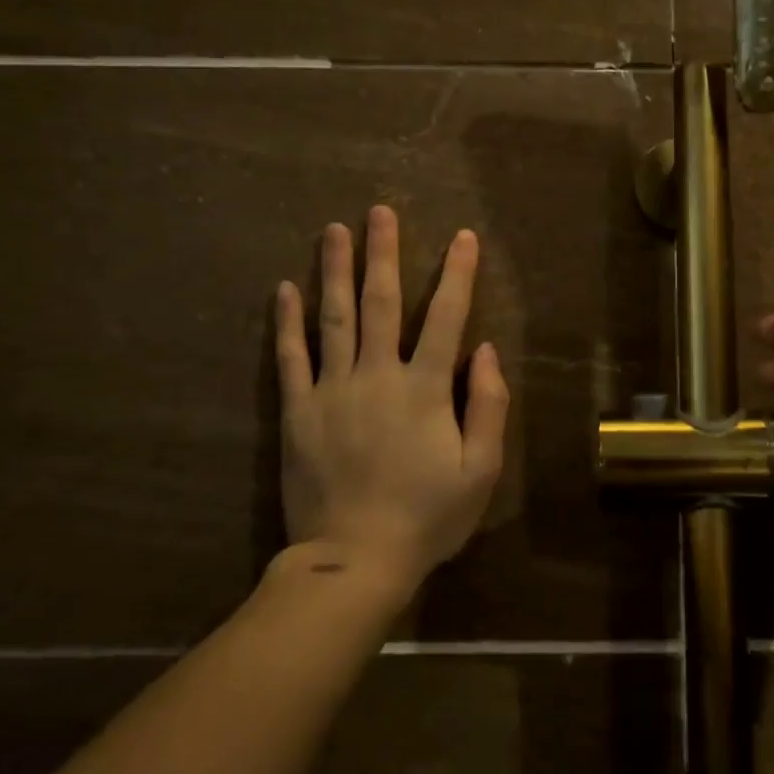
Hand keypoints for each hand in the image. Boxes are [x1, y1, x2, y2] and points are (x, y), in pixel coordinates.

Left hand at [275, 206, 508, 590]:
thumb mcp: (481, 470)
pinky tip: (285, 288)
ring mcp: (332, 391)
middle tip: (379, 211)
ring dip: (335, 270)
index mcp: (425, 388)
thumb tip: (488, 350)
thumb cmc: (427, 517)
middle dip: (383, 253)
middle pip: (380, 302)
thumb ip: (489, 406)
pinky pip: (290, 358)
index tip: (463, 236)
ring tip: (334, 230)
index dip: (457, 274)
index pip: (446, 317)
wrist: (354, 561)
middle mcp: (377, 376)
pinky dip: (287, 322)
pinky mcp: (298, 412)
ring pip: (333, 318)